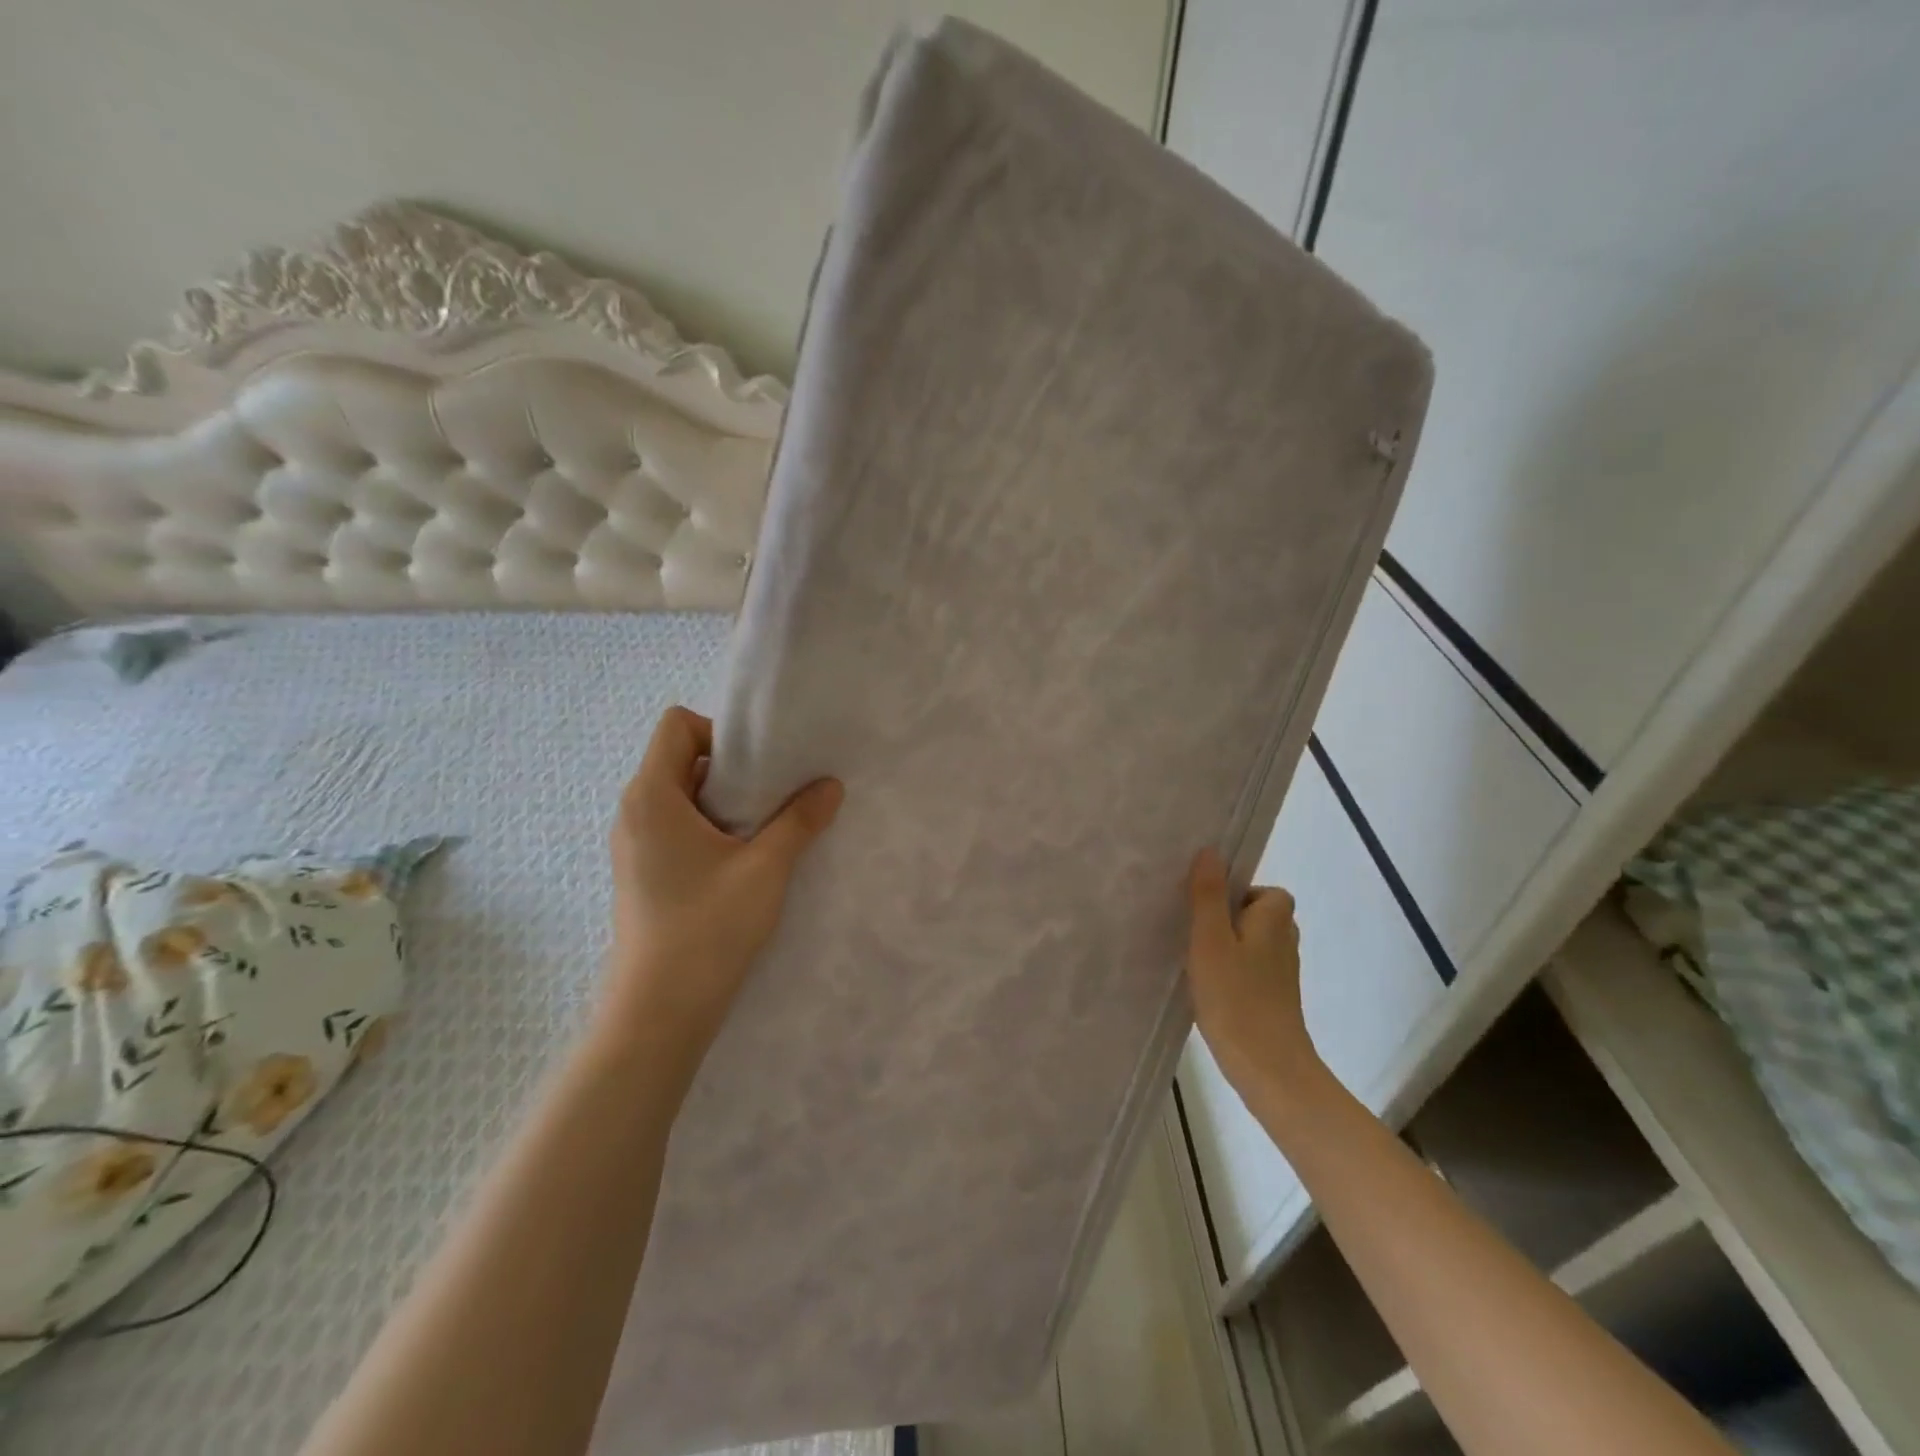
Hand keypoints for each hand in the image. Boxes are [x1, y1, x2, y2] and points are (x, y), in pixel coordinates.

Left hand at [603, 706, 842, 1072]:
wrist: (659, 1012)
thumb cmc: (708, 927)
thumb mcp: (766, 867)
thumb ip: (800, 820)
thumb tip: (830, 785)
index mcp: (652, 796)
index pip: (677, 725)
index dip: (720, 732)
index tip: (760, 767)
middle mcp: (634, 812)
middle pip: (680, 759)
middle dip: (731, 770)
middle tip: (774, 797)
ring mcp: (634, 845)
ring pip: (681, 797)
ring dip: (724, 803)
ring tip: (764, 832)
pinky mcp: (642, 874)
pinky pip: (677, 828)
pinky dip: (710, 830)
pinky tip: (742, 863)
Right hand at [1185, 848, 1325, 1109]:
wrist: (1269, 1069)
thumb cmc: (1236, 997)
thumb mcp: (1210, 940)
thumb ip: (1207, 895)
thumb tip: (1211, 851)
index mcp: (1275, 919)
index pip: (1263, 891)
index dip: (1235, 894)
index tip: (1205, 910)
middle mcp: (1285, 941)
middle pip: (1256, 916)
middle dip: (1226, 920)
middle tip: (1194, 934)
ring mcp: (1283, 974)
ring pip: (1252, 944)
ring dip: (1227, 948)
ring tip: (1196, 961)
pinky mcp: (1275, 1000)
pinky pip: (1250, 970)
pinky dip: (1232, 973)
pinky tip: (1208, 989)